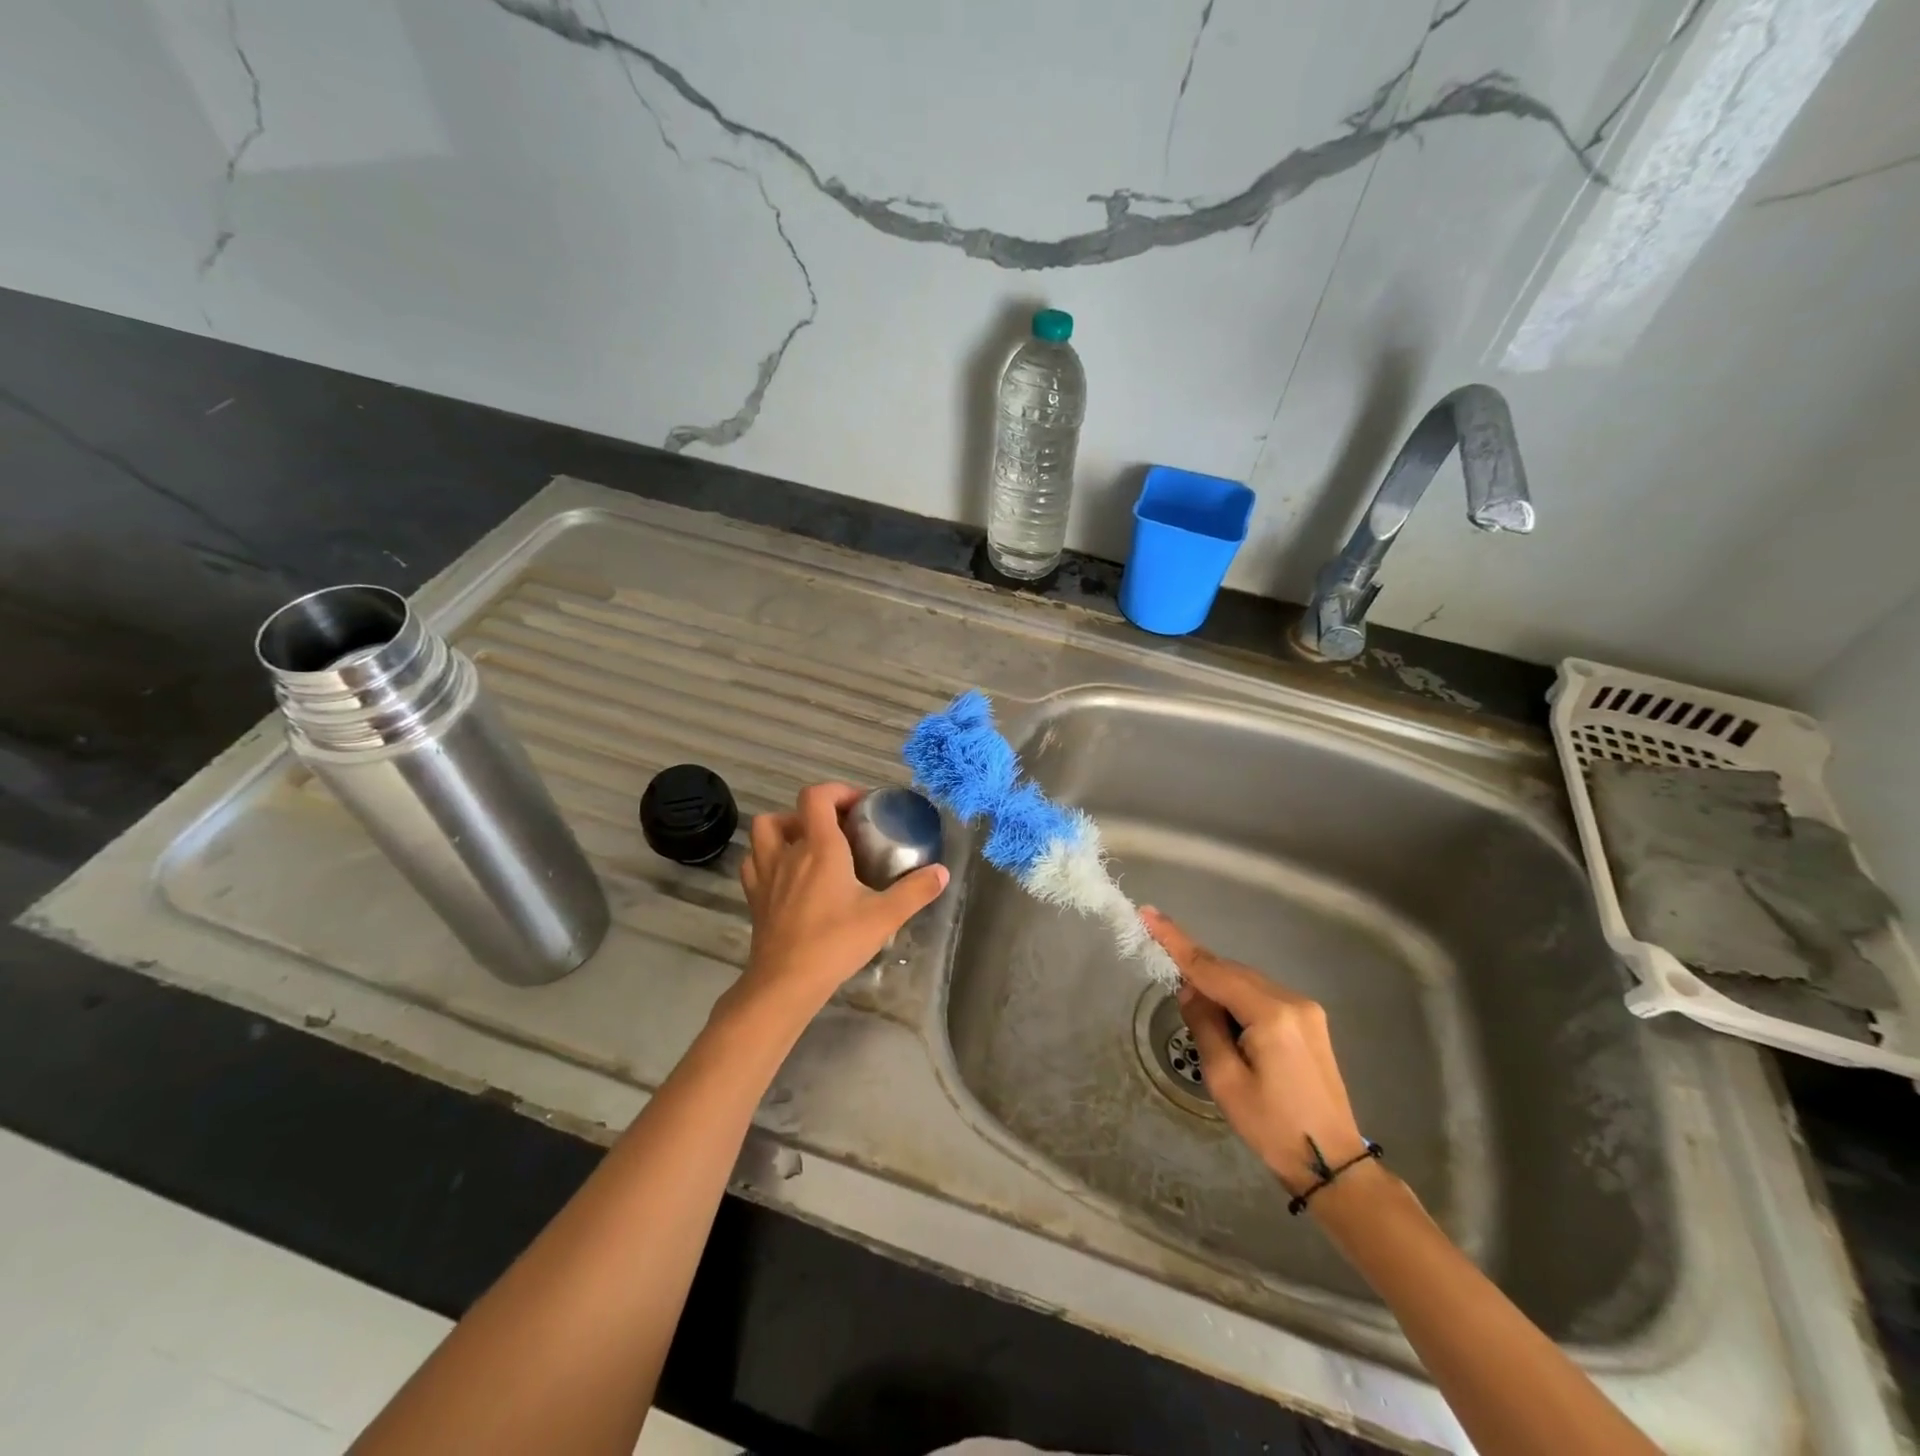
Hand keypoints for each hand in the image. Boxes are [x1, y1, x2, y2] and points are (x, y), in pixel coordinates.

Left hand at [736, 782, 948, 1017]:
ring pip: (764, 831)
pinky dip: (767, 856)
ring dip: (785, 828)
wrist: (785, 982)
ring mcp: (765, 873)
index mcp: (820, 847)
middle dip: (817, 811)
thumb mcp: (884, 916)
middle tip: (839, 829)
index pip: (816, 797)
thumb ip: (915, 891)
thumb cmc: (835, 942)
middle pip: (792, 810)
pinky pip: (754, 860)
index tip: (860, 805)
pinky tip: (785, 872)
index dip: (837, 791)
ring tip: (808, 845)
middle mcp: (788, 852)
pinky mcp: (754, 896)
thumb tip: (943, 872)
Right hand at [1142, 908, 1368, 1196]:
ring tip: (1198, 1015)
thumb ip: (1204, 1025)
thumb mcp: (1225, 1079)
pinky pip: (1261, 995)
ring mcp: (1305, 1009)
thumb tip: (1191, 990)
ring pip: (1246, 982)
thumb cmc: (1273, 1127)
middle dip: (1197, 971)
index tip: (1148, 914)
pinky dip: (1237, 999)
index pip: (1212, 969)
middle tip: (1167, 980)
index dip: (1176, 941)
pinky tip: (1226, 1022)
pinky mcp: (1309, 1021)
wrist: (1333, 1164)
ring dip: (1218, 988)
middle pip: (1231, 971)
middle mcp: (1292, 1000)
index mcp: (1271, 1013)